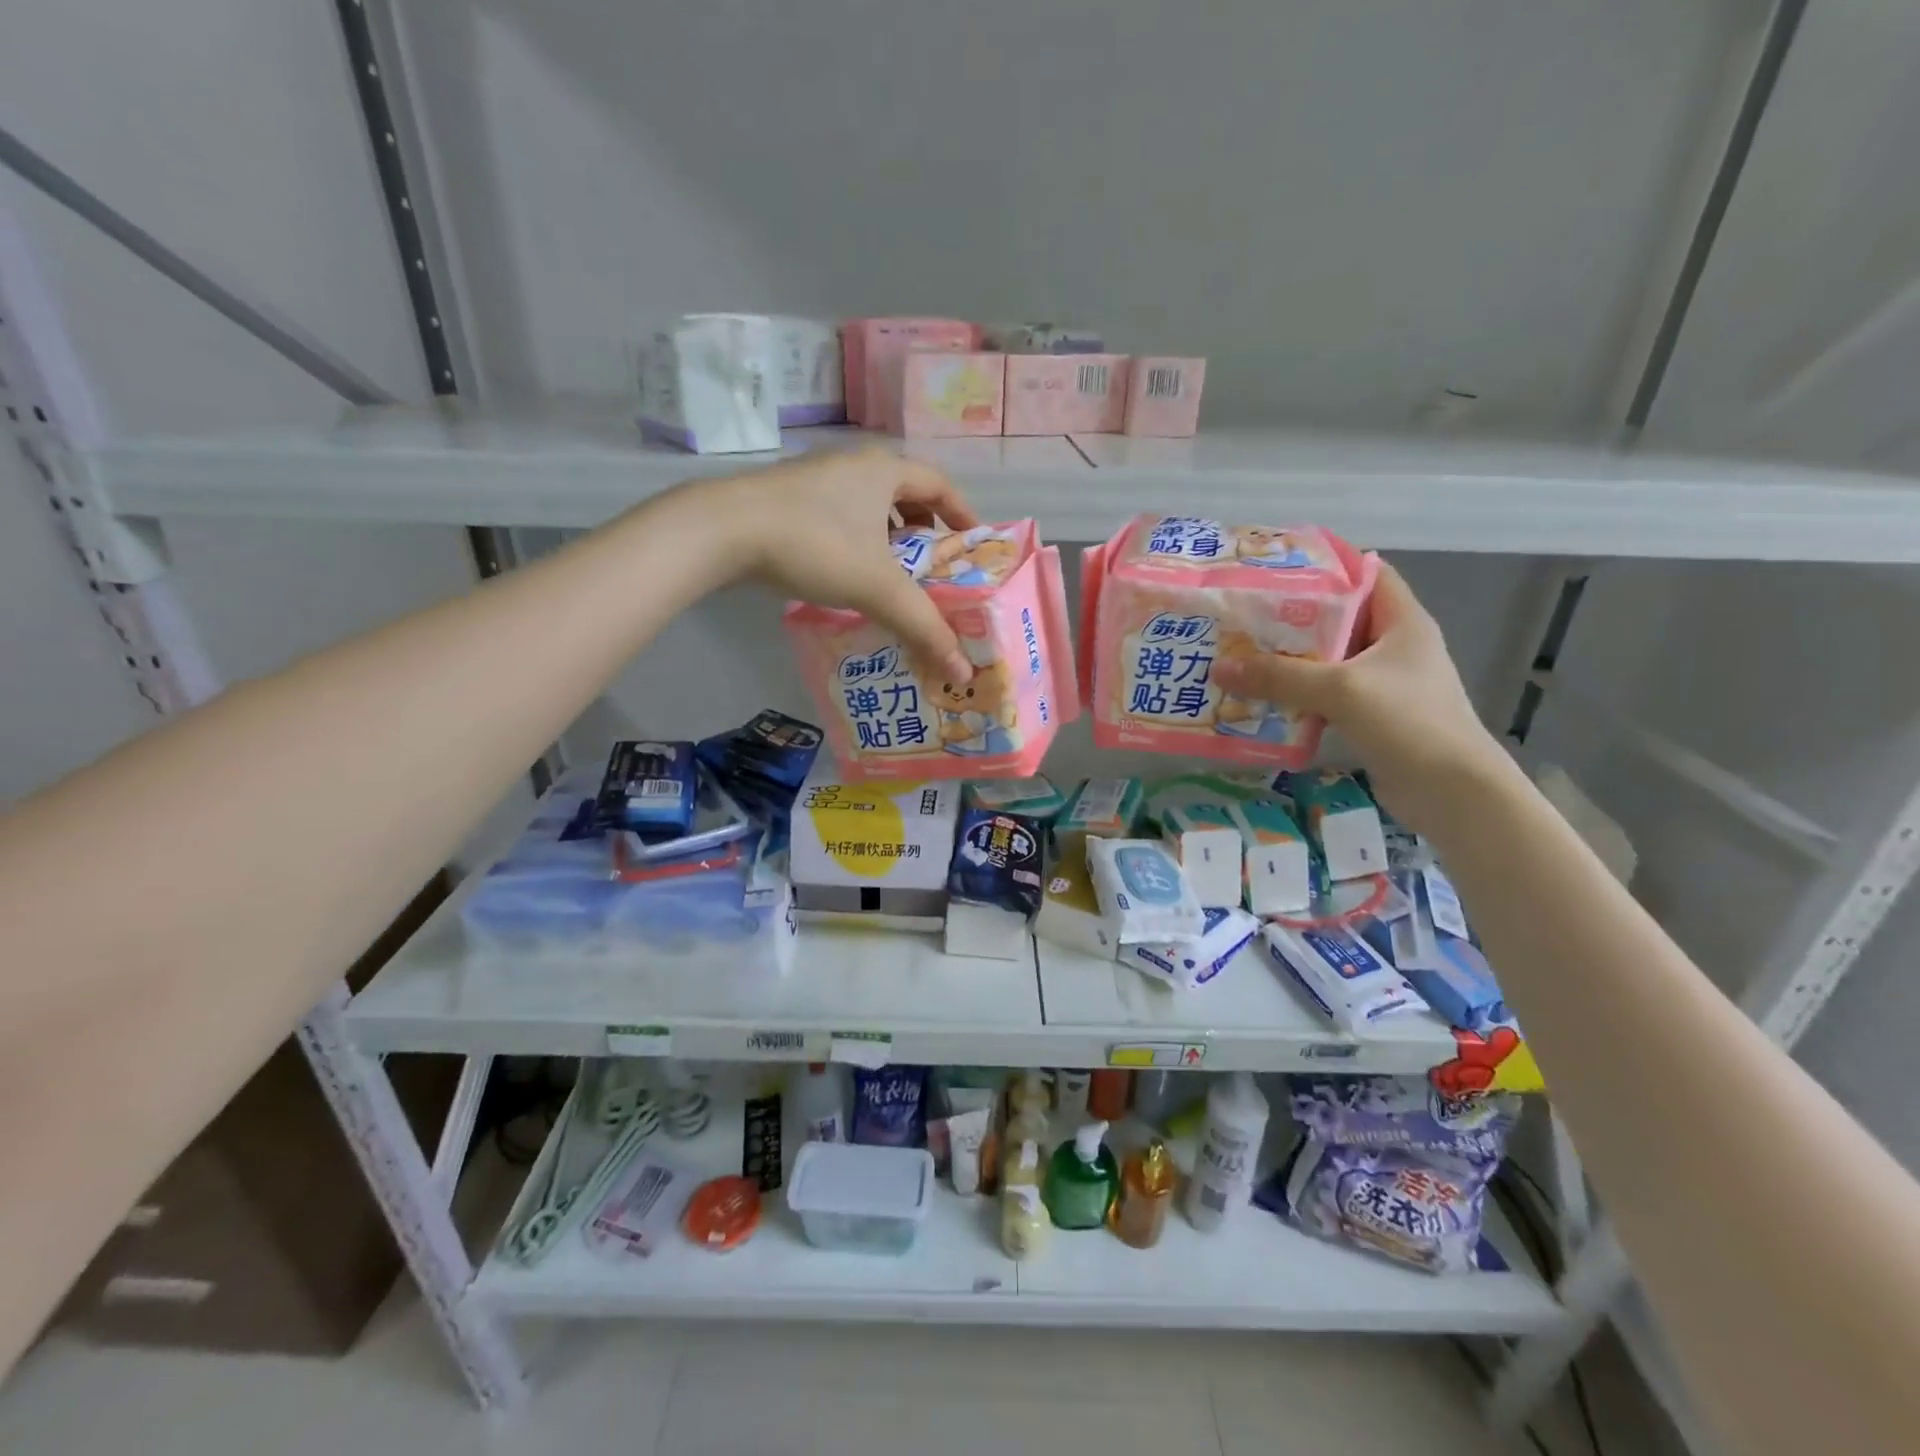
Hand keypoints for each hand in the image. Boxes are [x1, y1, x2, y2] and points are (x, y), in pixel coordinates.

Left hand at [702, 446, 979, 683]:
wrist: (723, 530)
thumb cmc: (815, 545)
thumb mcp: (878, 588)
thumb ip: (923, 627)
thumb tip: (964, 674)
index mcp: (884, 470)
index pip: (940, 484)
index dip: (962, 512)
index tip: (972, 542)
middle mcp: (852, 465)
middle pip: (903, 492)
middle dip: (924, 527)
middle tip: (934, 563)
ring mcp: (815, 478)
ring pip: (867, 505)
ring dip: (887, 535)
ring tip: (894, 572)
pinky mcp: (786, 499)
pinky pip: (838, 516)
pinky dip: (856, 540)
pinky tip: (847, 572)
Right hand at [1210, 562, 1511, 831]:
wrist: (1452, 793)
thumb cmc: (1407, 722)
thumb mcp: (1339, 689)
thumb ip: (1279, 676)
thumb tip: (1217, 667)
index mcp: (1401, 622)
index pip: (1366, 573)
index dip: (1325, 565)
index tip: (1275, 568)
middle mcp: (1392, 647)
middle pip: (1337, 619)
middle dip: (1290, 617)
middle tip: (1241, 615)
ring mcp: (1382, 684)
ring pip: (1327, 661)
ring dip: (1288, 661)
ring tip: (1240, 654)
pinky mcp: (1370, 717)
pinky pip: (1324, 696)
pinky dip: (1295, 696)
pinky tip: (1259, 699)